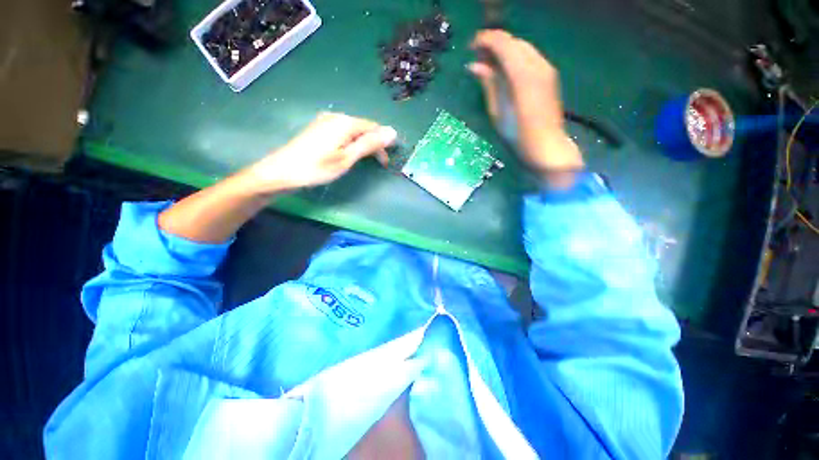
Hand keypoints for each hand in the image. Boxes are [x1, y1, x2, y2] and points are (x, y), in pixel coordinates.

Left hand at [243, 112, 397, 192]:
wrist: (282, 171)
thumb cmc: (317, 168)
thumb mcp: (347, 158)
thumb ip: (369, 144)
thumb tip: (393, 132)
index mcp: (345, 122)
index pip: (374, 128)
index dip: (383, 143)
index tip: (386, 162)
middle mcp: (336, 117)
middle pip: (364, 128)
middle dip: (374, 144)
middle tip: (378, 164)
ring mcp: (325, 121)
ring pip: (353, 131)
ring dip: (363, 144)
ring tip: (364, 160)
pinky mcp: (318, 128)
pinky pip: (343, 132)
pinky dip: (351, 143)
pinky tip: (348, 153)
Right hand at [469, 30, 583, 176]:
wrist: (545, 144)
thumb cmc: (517, 133)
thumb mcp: (497, 110)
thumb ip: (488, 83)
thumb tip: (474, 66)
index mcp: (521, 74)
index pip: (502, 43)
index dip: (485, 40)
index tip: (471, 47)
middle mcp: (536, 64)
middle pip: (513, 41)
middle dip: (494, 43)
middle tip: (478, 56)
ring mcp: (546, 68)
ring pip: (522, 47)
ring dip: (505, 49)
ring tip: (490, 62)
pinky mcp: (549, 74)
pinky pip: (530, 56)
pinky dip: (515, 57)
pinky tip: (506, 69)